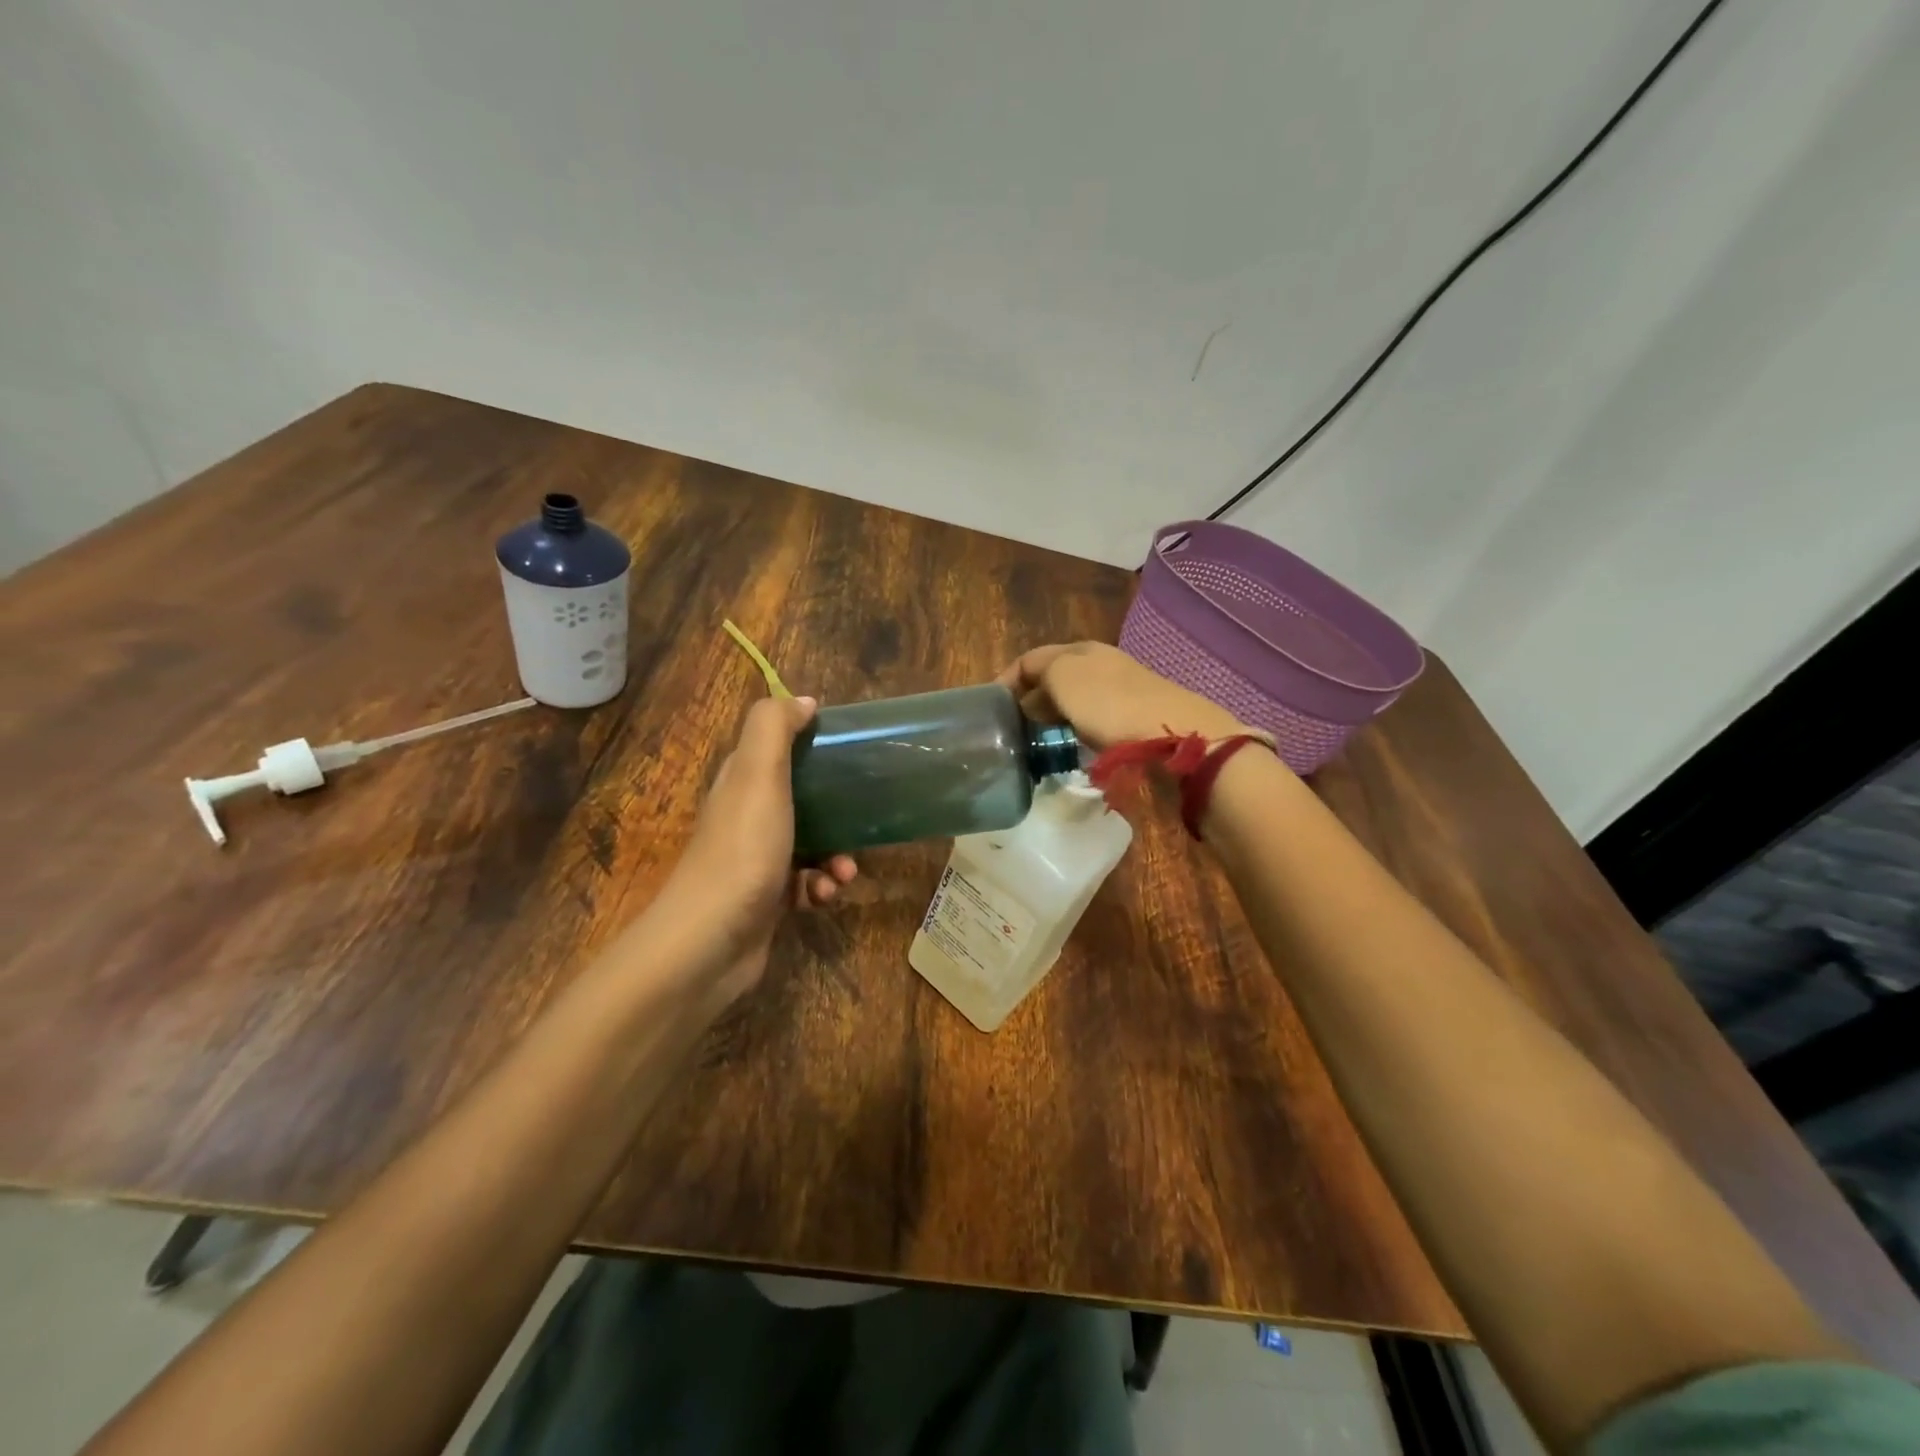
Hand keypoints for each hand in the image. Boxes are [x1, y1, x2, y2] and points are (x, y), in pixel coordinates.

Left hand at [652, 696, 855, 1007]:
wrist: (709, 943)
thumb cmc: (742, 850)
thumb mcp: (758, 776)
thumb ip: (774, 729)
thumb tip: (803, 701)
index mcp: (741, 783)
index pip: (778, 749)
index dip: (812, 744)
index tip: (849, 751)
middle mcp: (746, 817)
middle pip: (802, 799)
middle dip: (837, 810)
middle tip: (860, 820)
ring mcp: (756, 861)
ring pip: (811, 844)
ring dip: (836, 856)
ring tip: (844, 873)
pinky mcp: (768, 901)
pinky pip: (806, 885)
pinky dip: (821, 889)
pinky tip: (825, 898)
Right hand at [998, 642, 1244, 750]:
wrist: (1171, 732)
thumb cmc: (1109, 703)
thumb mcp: (1063, 678)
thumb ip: (1039, 677)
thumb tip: (1030, 698)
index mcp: (1079, 649)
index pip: (1030, 659)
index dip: (1007, 681)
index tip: (991, 710)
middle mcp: (1099, 662)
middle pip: (1053, 677)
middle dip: (1030, 699)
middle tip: (1012, 728)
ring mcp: (1120, 688)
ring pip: (1073, 698)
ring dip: (1052, 715)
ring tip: (1037, 740)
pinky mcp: (1135, 714)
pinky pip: (1092, 717)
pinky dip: (1074, 727)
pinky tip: (1073, 744)